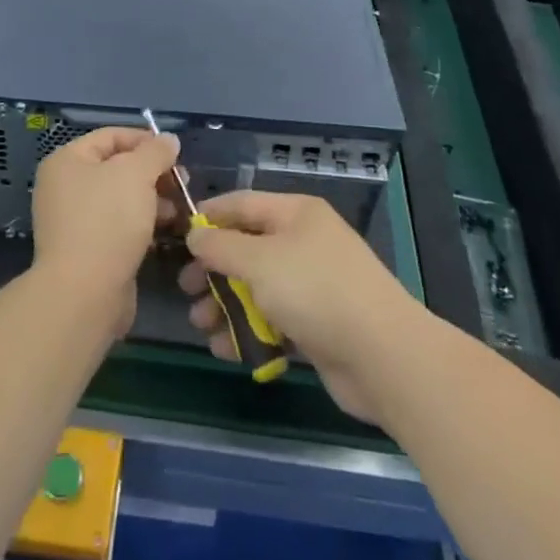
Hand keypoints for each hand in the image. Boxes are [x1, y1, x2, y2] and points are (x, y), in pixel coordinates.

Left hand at [31, 126, 180, 332]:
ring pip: (121, 199)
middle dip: (153, 173)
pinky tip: (166, 231)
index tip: (176, 152)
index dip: (145, 140)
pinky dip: (142, 224)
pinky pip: (119, 226)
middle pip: (117, 168)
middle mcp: (65, 187)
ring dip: (153, 200)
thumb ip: (155, 152)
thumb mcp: (137, 173)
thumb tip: (168, 139)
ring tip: (180, 210)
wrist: (84, 292)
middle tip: (182, 183)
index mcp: (67, 160)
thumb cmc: (107, 220)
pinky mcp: (88, 249)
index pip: (111, 136)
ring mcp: (75, 220)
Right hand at [180, 191, 423, 423]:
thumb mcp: (259, 261)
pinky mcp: (317, 324)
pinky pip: (273, 320)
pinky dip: (250, 331)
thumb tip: (195, 235)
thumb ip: (221, 246)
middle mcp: (304, 242)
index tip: (177, 236)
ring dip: (226, 305)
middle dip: (214, 270)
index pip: (242, 204)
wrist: (382, 355)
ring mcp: (312, 284)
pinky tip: (226, 350)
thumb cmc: (315, 291)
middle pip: (247, 248)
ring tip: (201, 326)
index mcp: (295, 214)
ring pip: (257, 288)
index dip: (208, 217)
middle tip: (186, 290)